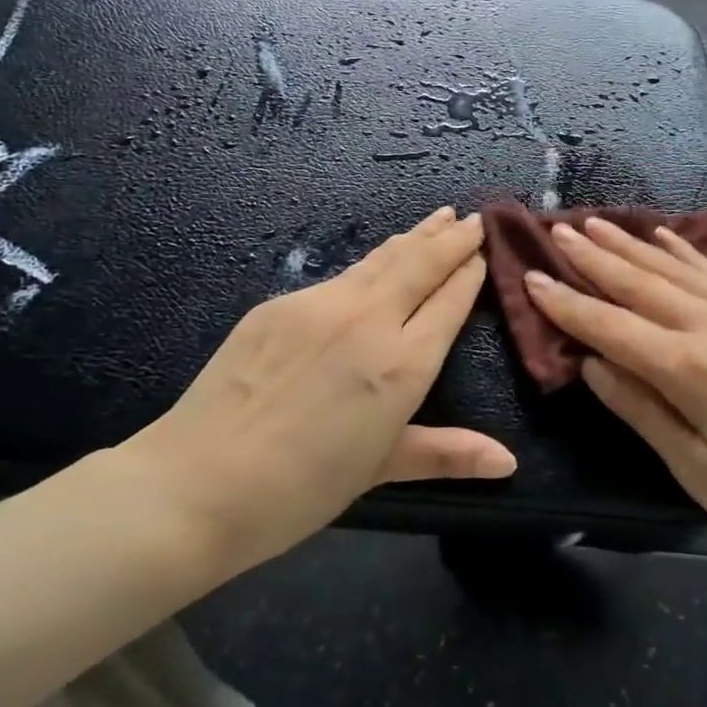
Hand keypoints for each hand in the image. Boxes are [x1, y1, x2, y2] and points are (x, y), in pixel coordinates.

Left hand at [120, 208, 515, 574]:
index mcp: (402, 365)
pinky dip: (371, 263)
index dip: (471, 272)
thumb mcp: (380, 469)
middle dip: (452, 238)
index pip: (450, 301)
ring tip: (437, 217)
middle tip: (473, 218)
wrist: (198, 483)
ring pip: (382, 258)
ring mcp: (321, 304)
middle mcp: (369, 320)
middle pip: (421, 263)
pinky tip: (375, 261)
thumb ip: (447, 453)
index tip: (486, 251)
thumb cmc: (301, 489)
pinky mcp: (282, 302)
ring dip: (414, 236)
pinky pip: (340, 276)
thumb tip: (508, 463)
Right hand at [523, 216, 706, 567]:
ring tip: (597, 223)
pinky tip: (664, 235)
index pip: (611, 326)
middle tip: (557, 231)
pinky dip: (685, 251)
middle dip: (594, 258)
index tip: (531, 276)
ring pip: (675, 268)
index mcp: (691, 369)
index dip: (568, 303)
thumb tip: (591, 364)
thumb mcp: (699, 471)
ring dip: (632, 245)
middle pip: (640, 284)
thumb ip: (641, 410)